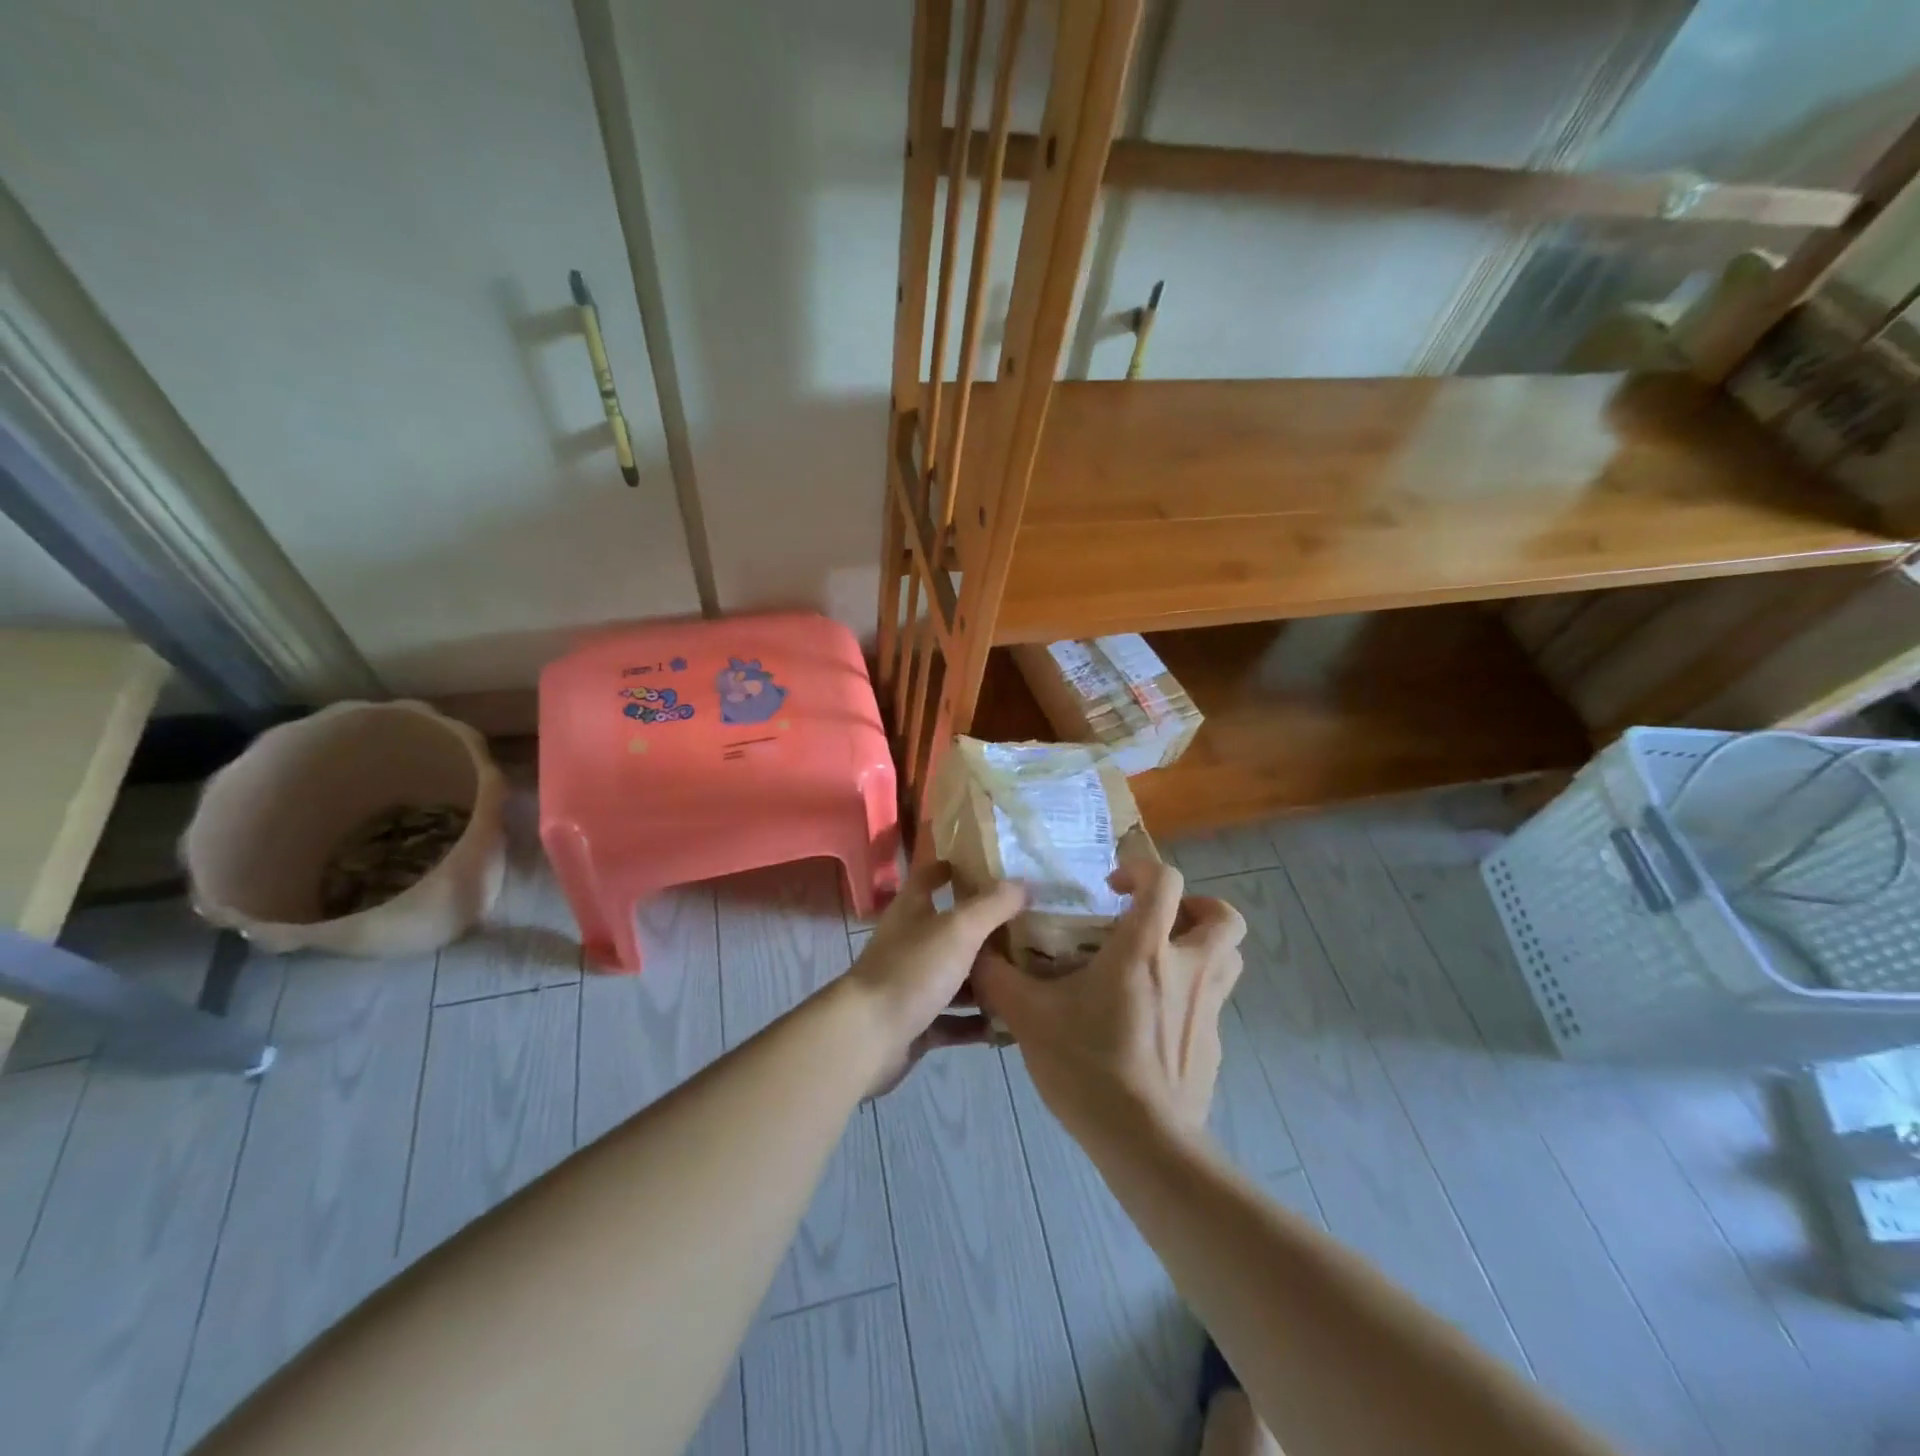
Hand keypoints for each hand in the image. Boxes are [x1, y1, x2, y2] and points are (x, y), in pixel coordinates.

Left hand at [843, 860, 1025, 1097]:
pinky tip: (1007, 1026)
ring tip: (1025, 978)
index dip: (953, 868)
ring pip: (954, 977)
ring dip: (985, 981)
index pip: (929, 877)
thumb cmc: (913, 970)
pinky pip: (953, 1021)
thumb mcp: (959, 929)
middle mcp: (909, 943)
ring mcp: (911, 985)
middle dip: (984, 930)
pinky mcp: (916, 1024)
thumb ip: (993, 905)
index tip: (988, 867)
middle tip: (1028, 928)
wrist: (868, 1037)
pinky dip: (976, 1023)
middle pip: (949, 930)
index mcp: (911, 911)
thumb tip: (1024, 883)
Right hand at [973, 859, 1244, 1141]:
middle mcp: (1188, 969)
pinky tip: (1155, 1020)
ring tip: (1165, 958)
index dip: (1141, 869)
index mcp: (1145, 950)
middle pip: (1223, 917)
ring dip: (1203, 945)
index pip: (1165, 881)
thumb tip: (976, 952)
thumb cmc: (1088, 1066)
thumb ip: (999, 979)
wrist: (1144, 1143)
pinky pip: (1214, 1002)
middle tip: (1158, 919)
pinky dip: (1192, 994)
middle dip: (1196, 906)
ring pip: (1229, 957)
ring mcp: (1208, 1009)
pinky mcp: (1214, 1045)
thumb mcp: (1029, 1018)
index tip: (1112, 886)